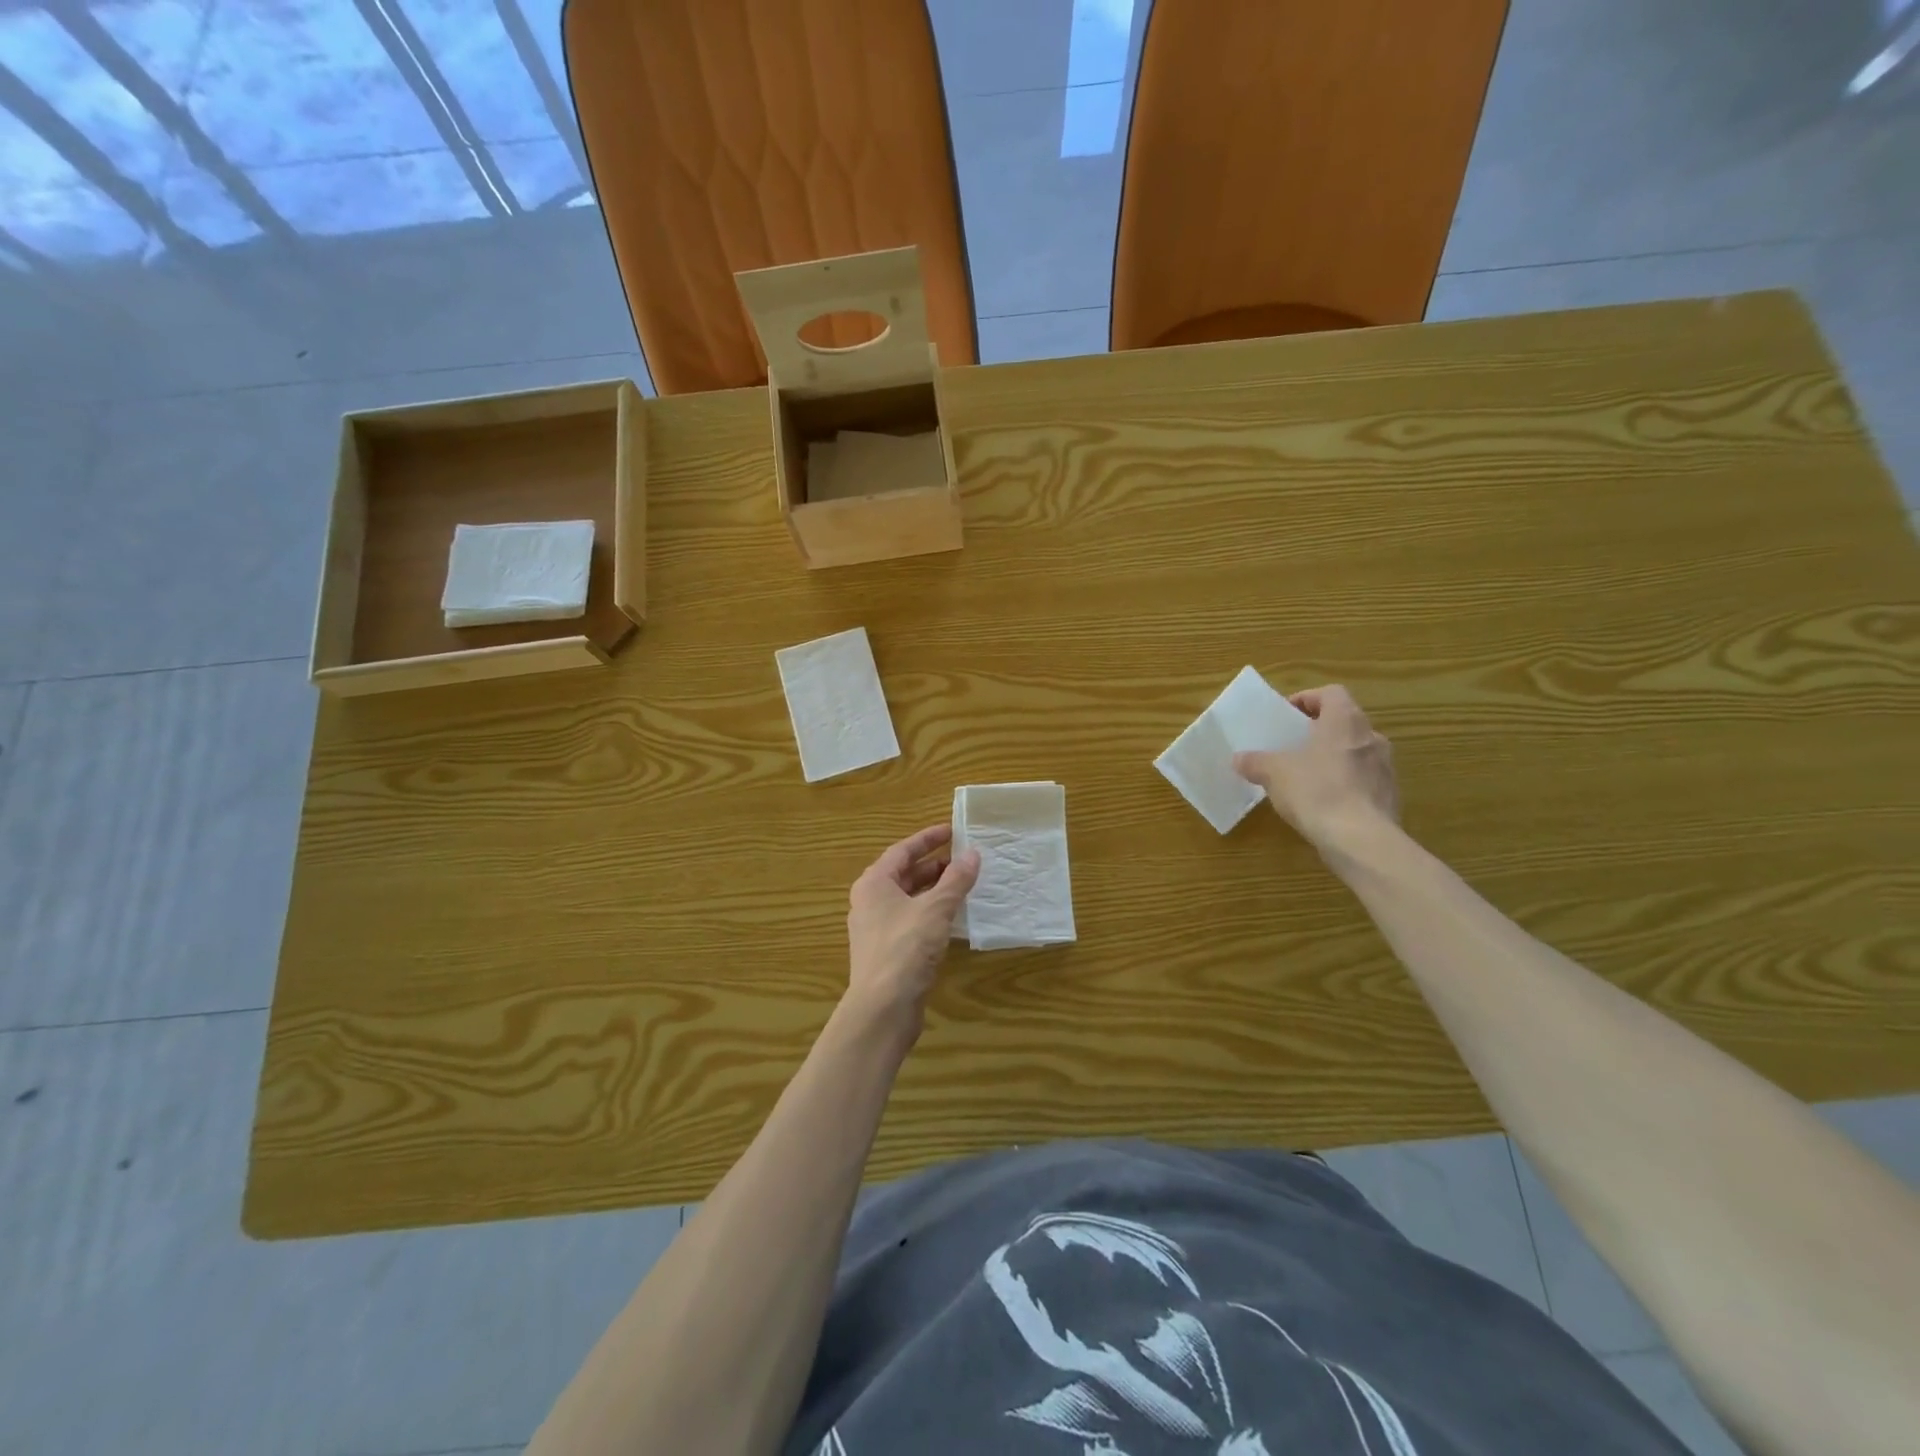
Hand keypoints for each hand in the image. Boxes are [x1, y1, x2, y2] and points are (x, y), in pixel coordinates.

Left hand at [845, 825, 979, 1038]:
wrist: (882, 1008)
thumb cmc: (905, 948)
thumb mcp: (936, 909)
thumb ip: (955, 880)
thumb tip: (972, 854)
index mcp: (874, 883)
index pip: (902, 850)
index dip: (928, 839)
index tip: (952, 830)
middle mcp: (869, 901)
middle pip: (903, 874)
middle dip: (933, 865)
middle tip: (962, 859)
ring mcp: (875, 928)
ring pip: (907, 899)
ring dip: (933, 889)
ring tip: (962, 884)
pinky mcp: (886, 951)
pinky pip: (910, 920)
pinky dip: (930, 912)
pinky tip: (952, 918)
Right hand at [1234, 685, 1399, 853]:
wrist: (1360, 839)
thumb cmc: (1316, 791)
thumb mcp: (1274, 773)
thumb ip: (1255, 762)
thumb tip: (1239, 759)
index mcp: (1345, 721)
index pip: (1331, 694)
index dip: (1307, 699)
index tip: (1287, 716)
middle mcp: (1371, 737)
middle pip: (1344, 722)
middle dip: (1319, 731)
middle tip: (1293, 745)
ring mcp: (1385, 767)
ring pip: (1355, 751)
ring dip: (1333, 758)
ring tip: (1306, 776)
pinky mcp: (1389, 796)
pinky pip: (1363, 780)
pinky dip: (1345, 784)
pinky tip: (1323, 803)